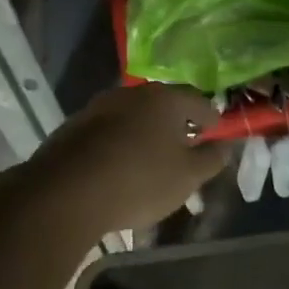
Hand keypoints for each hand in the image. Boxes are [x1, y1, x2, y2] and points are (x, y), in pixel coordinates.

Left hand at [22, 85, 231, 233]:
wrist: (64, 194)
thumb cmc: (140, 180)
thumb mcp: (188, 176)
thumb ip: (212, 159)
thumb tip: (224, 146)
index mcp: (165, 99)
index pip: (199, 101)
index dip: (211, 119)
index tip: (215, 134)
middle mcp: (131, 94)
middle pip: (163, 105)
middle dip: (177, 124)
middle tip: (186, 147)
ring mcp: (97, 109)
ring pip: (133, 118)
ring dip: (146, 134)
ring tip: (153, 160)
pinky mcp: (72, 129)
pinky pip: (108, 133)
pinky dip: (120, 145)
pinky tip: (121, 168)